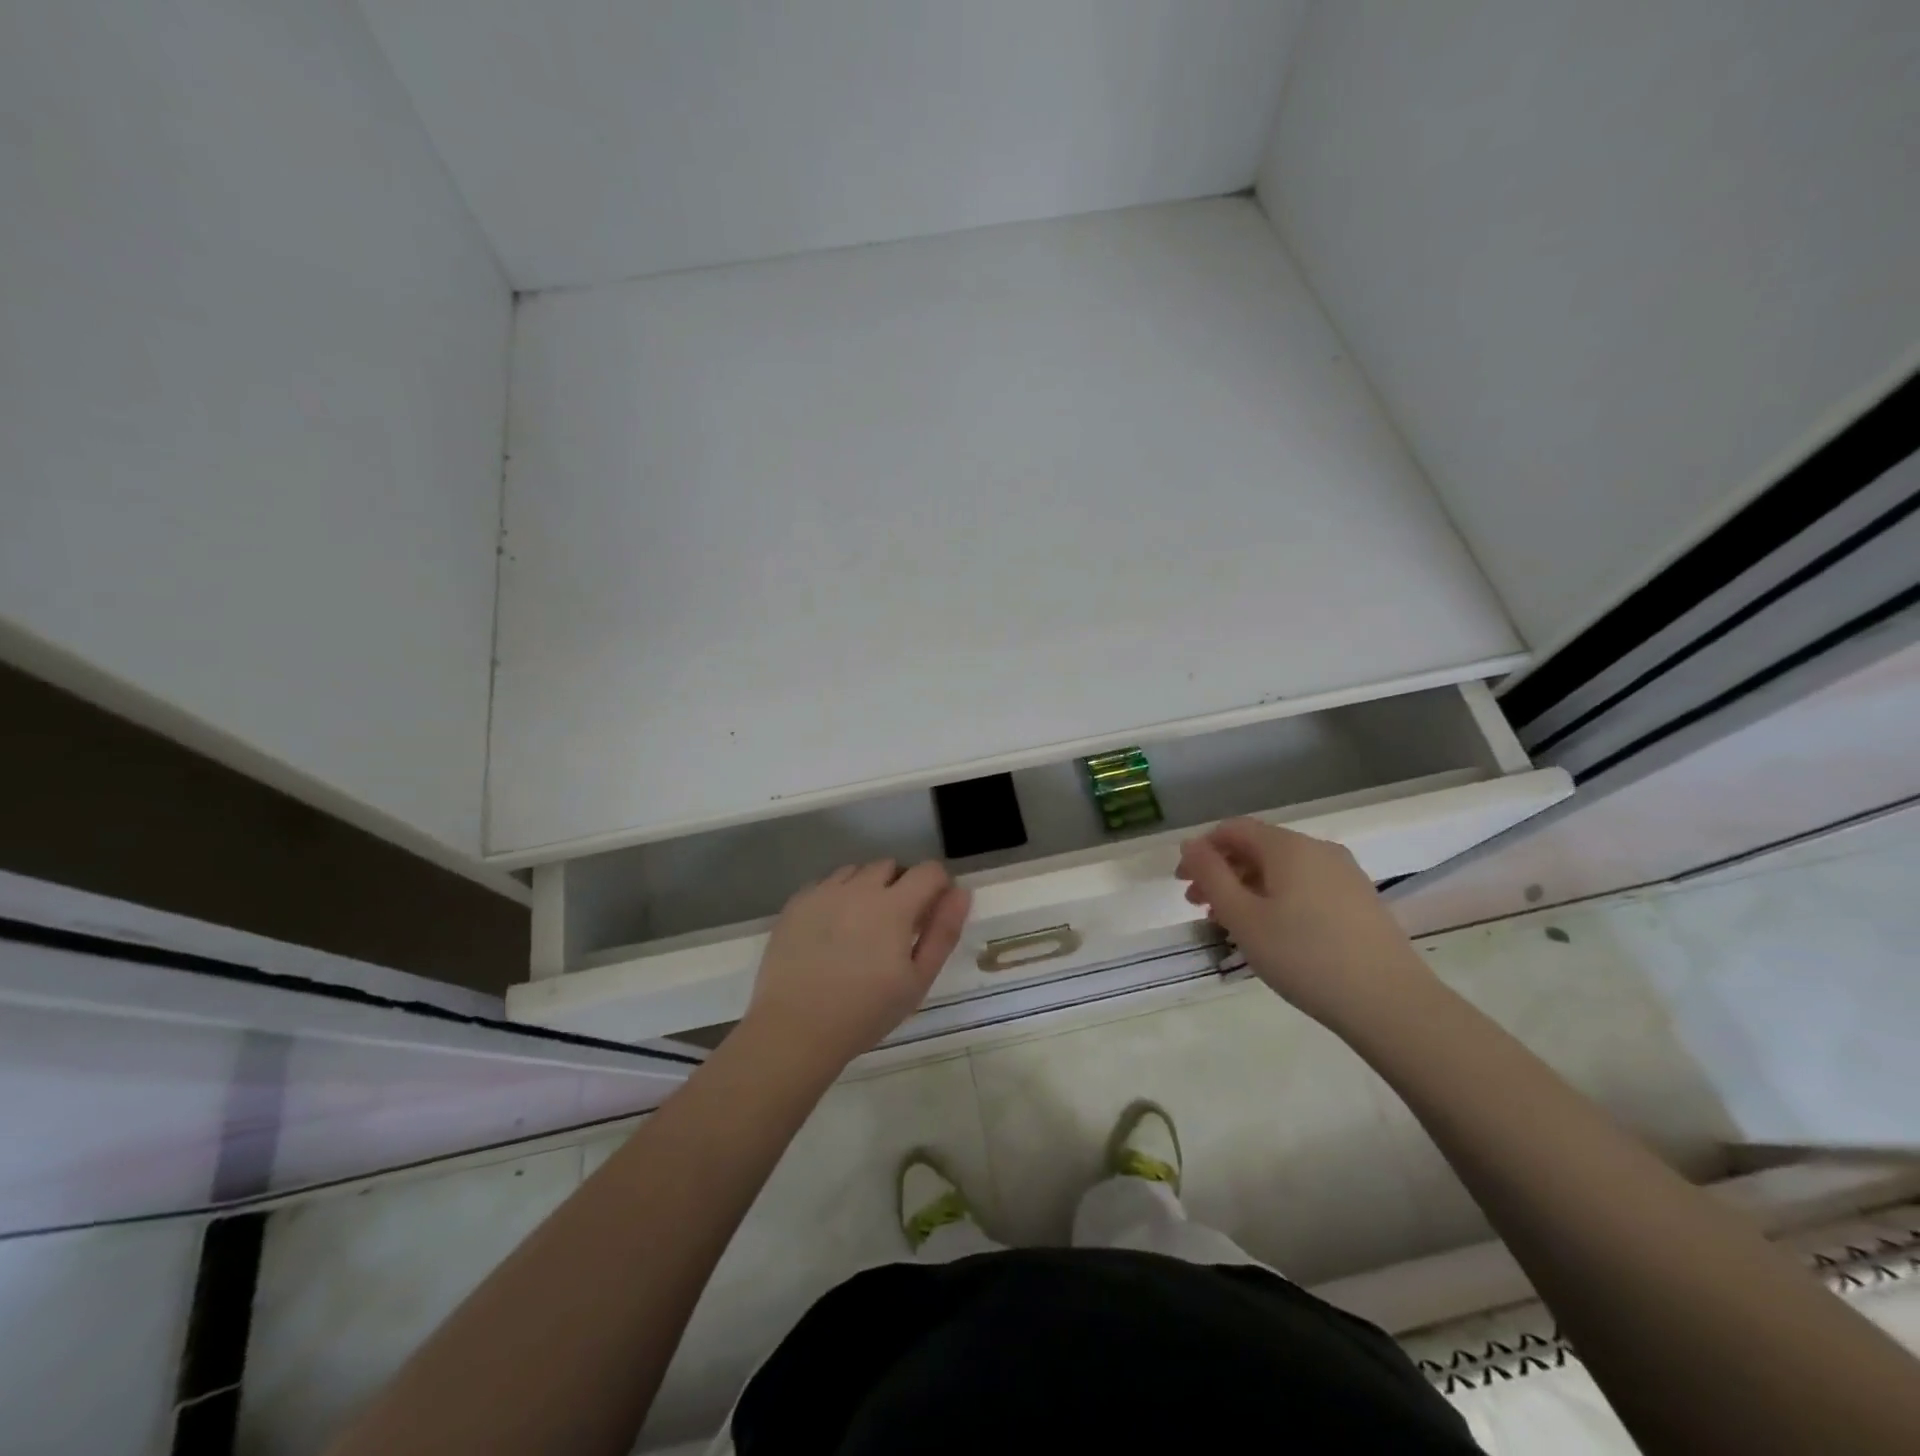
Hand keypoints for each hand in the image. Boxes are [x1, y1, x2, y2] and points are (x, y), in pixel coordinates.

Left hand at [743, 860, 970, 1074]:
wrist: (795, 1029)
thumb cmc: (866, 1011)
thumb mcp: (918, 980)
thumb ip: (943, 932)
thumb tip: (960, 893)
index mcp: (894, 905)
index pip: (928, 870)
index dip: (938, 886)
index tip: (932, 913)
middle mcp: (859, 888)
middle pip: (890, 866)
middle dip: (901, 886)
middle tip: (896, 926)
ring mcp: (823, 892)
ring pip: (856, 872)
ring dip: (867, 888)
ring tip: (861, 927)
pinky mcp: (796, 903)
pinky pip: (825, 884)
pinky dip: (836, 897)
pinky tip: (831, 931)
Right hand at [1175, 819, 1428, 1032]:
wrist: (1390, 1003)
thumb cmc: (1303, 956)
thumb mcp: (1243, 917)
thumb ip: (1211, 875)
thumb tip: (1191, 844)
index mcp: (1288, 847)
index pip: (1233, 829)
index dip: (1201, 850)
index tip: (1182, 883)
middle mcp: (1318, 849)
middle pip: (1257, 848)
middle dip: (1222, 872)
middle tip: (1198, 907)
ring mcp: (1345, 874)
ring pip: (1282, 870)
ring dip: (1248, 888)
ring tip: (1231, 924)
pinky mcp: (1360, 901)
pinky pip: (1306, 886)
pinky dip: (1277, 898)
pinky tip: (1272, 932)